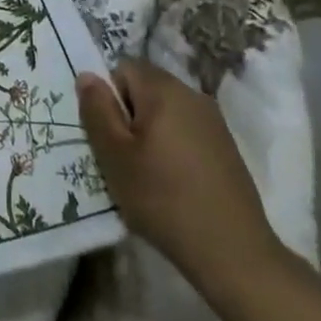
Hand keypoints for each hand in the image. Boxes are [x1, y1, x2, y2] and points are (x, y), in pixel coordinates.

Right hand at [76, 59, 283, 288]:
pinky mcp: (226, 147)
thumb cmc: (163, 199)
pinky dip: (174, 149)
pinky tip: (175, 186)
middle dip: (130, 117)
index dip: (110, 98)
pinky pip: (187, 132)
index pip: (123, 68)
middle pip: (146, 88)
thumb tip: (87, 75)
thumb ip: (97, 110)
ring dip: (152, 134)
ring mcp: (213, 121)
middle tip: (124, 159)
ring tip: (148, 176)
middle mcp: (191, 94)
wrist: (233, 252)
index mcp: (163, 89)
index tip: (111, 137)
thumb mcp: (114, 156)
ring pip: (167, 112)